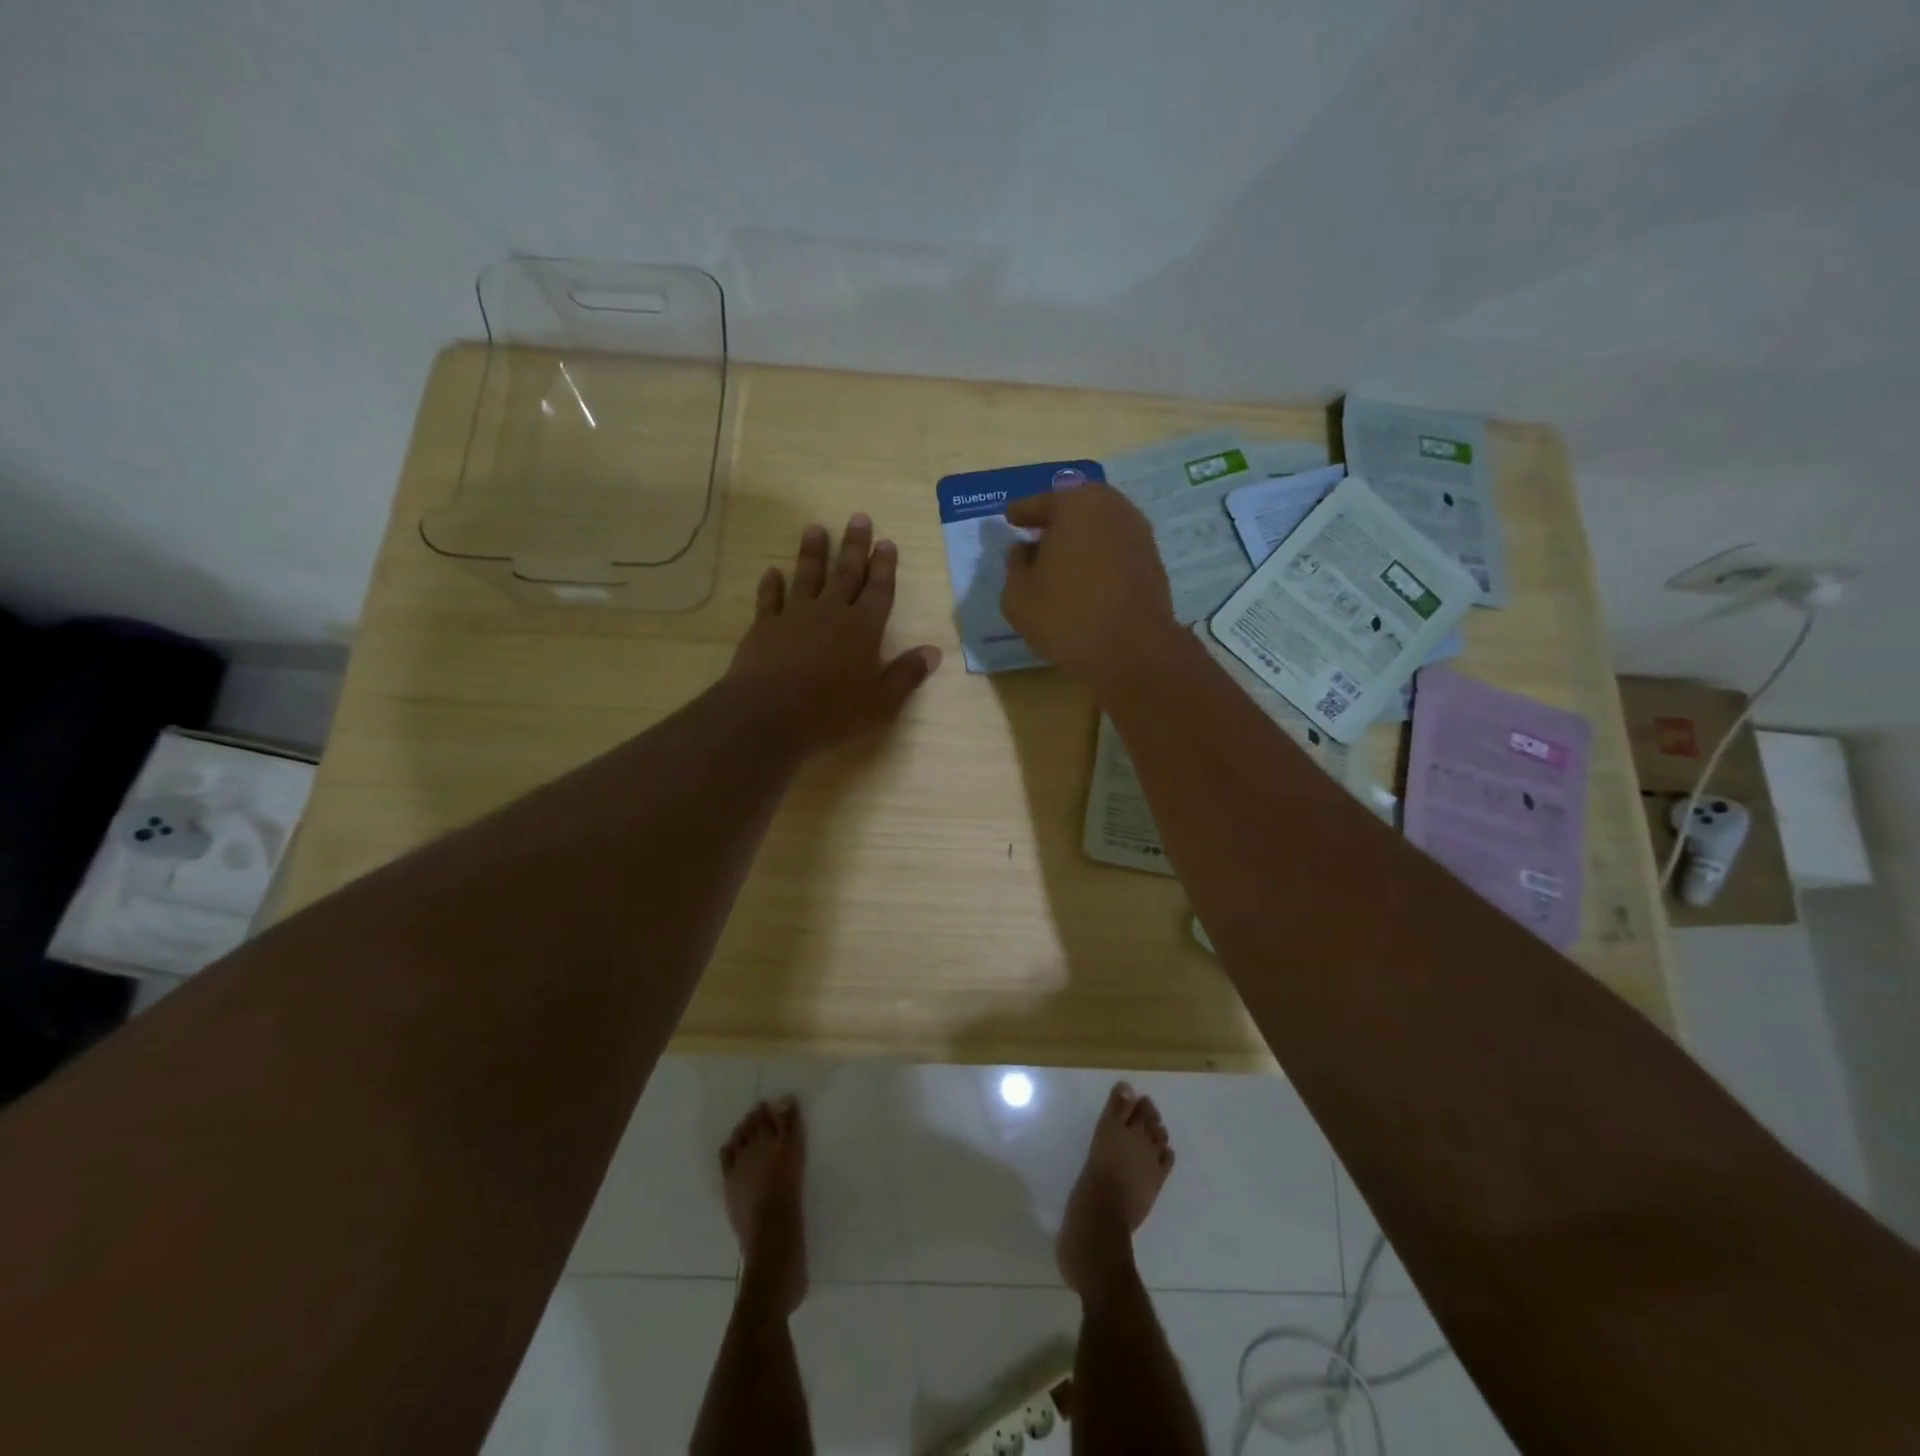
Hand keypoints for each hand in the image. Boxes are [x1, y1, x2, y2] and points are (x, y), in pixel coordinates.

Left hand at [726, 515, 941, 752]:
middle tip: (859, 517)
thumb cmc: (832, 712)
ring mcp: (795, 616)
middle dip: (855, 546)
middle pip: (846, 573)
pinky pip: (769, 599)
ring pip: (807, 577)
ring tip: (815, 528)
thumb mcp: (881, 702)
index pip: (879, 590)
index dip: (884, 566)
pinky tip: (771, 572)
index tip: (887, 541)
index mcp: (864, 629)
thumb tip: (933, 652)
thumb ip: (906, 675)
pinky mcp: (764, 627)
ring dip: (813, 553)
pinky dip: (771, 584)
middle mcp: (831, 613)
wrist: (769, 715)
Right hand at [1000, 484, 1179, 689]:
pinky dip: (1098, 555)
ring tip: (1059, 560)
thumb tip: (1023, 550)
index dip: (1022, 512)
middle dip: (1054, 521)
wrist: (1132, 650)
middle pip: (1074, 508)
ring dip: (1079, 539)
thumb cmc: (1066, 616)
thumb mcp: (1018, 595)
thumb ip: (1014, 565)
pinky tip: (1084, 576)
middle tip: (1035, 536)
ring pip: (1098, 527)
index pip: (1040, 502)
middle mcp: (1112, 507)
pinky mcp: (1152, 559)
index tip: (1010, 518)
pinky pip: (1114, 548)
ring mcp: (1138, 532)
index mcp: (1075, 504)